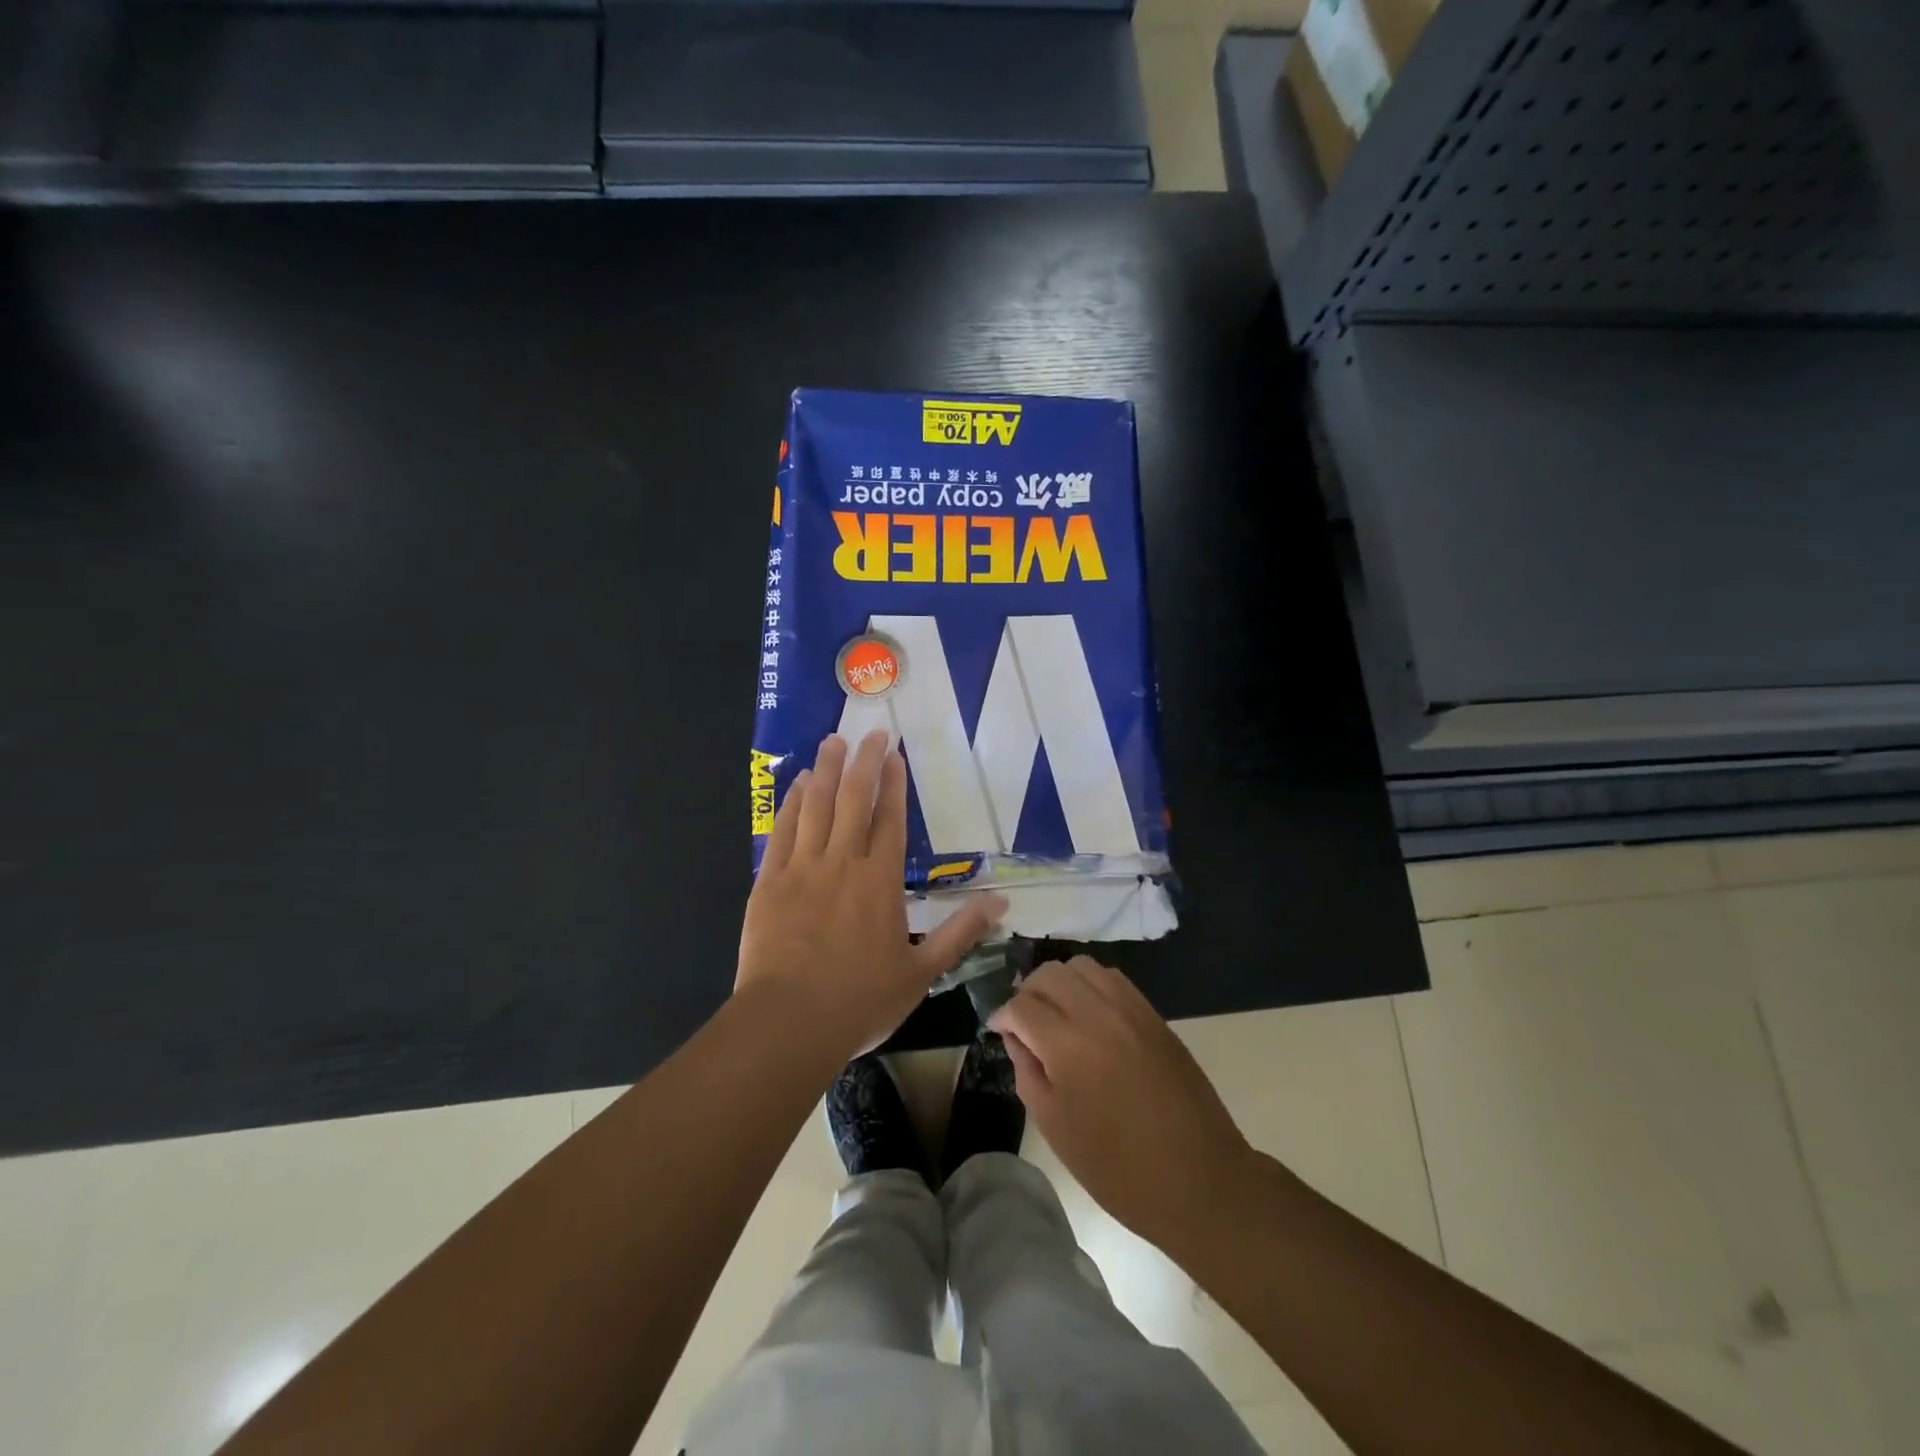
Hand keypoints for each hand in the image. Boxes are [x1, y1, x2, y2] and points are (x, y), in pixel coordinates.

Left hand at [738, 730, 1005, 1061]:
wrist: (788, 1023)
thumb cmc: (860, 1001)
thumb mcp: (922, 972)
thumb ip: (961, 933)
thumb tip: (1002, 902)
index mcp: (880, 882)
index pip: (890, 821)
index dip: (894, 785)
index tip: (895, 755)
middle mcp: (842, 864)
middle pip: (853, 801)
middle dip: (863, 763)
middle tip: (870, 732)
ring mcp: (802, 870)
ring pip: (815, 807)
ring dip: (825, 771)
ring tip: (832, 742)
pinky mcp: (770, 883)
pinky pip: (782, 832)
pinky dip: (790, 805)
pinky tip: (796, 786)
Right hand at [991, 957, 1254, 1250]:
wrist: (1199, 1179)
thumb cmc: (1119, 1168)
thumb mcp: (1056, 1128)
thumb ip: (1028, 1073)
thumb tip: (1016, 1037)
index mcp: (1068, 1046)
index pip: (1021, 1005)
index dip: (1003, 1016)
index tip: (999, 1031)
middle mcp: (1098, 1014)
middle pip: (1049, 974)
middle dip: (1028, 992)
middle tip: (1025, 1022)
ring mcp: (1131, 1009)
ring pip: (1082, 967)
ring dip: (1060, 983)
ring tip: (1057, 1014)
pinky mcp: (1153, 1015)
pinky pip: (1113, 979)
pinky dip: (1091, 986)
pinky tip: (1089, 1016)